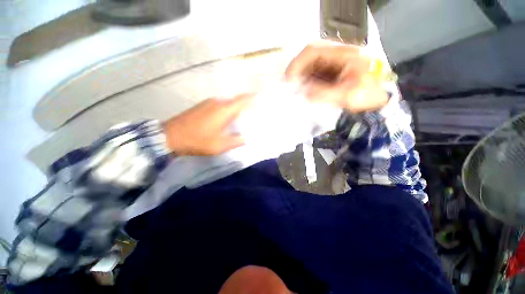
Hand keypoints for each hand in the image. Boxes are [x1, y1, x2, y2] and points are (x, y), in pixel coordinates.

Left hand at [163, 94, 252, 155]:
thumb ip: (235, 141)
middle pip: (235, 101)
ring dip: (234, 110)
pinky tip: (225, 120)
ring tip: (240, 119)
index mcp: (224, 110)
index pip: (242, 99)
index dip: (252, 97)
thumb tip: (245, 138)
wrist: (170, 136)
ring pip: (227, 104)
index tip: (261, 97)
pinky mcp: (202, 106)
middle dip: (245, 107)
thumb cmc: (197, 141)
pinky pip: (219, 106)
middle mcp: (217, 102)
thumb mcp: (219, 146)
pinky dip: (226, 111)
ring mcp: (208, 103)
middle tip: (252, 115)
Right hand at [285, 41, 388, 112]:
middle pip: (309, 58)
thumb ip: (323, 93)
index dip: (297, 64)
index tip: (288, 80)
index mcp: (344, 54)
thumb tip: (302, 92)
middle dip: (297, 72)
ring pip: (310, 67)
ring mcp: (334, 63)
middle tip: (289, 87)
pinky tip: (304, 92)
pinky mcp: (331, 72)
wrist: (377, 102)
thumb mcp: (346, 96)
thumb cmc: (366, 97)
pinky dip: (306, 82)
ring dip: (300, 78)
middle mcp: (337, 55)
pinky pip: (314, 74)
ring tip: (295, 91)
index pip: (313, 51)